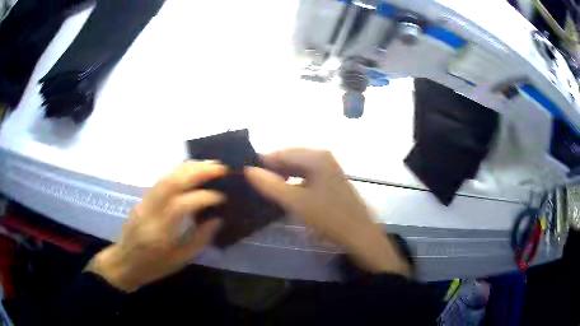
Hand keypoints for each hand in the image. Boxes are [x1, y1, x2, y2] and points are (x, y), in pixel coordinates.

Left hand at [87, 161, 226, 291]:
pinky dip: (179, 171)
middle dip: (198, 171)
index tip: (223, 197)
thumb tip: (218, 219)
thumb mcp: (180, 260)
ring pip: (166, 176)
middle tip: (220, 167)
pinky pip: (162, 179)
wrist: (124, 262)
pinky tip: (191, 170)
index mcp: (160, 232)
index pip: (182, 205)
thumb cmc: (154, 266)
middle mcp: (150, 211)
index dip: (204, 197)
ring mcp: (144, 202)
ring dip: (189, 167)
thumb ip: (200, 239)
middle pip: (172, 182)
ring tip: (209, 165)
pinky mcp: (143, 198)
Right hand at [245, 149, 409, 275]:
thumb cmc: (329, 216)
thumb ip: (271, 185)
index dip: (262, 162)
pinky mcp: (329, 181)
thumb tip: (248, 170)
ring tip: (263, 189)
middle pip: (289, 158)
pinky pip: (304, 176)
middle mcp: (322, 157)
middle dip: (271, 170)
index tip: (244, 173)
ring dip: (281, 177)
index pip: (280, 152)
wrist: (359, 234)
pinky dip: (292, 183)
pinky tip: (282, 193)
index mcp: (316, 156)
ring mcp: (327, 169)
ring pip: (296, 168)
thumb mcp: (296, 202)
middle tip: (251, 183)